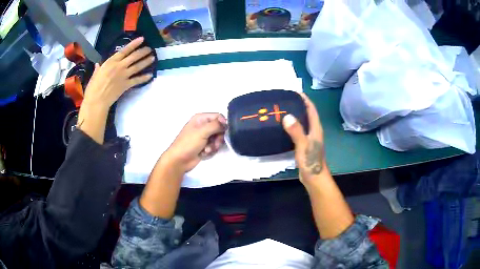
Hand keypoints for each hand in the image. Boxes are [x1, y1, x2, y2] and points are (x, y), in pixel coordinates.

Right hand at [82, 37, 154, 109]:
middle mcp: (120, 66)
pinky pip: (137, 80)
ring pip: (138, 66)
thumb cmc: (93, 87)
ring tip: (153, 58)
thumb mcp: (95, 74)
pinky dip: (144, 77)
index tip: (142, 39)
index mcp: (111, 61)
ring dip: (146, 61)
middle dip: (143, 51)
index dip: (134, 44)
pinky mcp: (126, 85)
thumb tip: (98, 64)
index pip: (125, 50)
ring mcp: (124, 75)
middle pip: (134, 56)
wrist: (97, 101)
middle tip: (150, 49)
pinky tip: (150, 75)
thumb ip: (99, 68)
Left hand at [162, 113, 226, 173]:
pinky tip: (204, 153)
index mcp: (201, 118)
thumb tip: (226, 124)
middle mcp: (203, 126)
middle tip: (215, 143)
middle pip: (220, 128)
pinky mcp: (205, 146)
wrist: (179, 160)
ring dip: (214, 145)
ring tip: (207, 150)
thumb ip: (215, 125)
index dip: (223, 124)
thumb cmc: (188, 143)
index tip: (223, 132)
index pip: (218, 117)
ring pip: (218, 138)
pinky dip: (210, 150)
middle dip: (219, 137)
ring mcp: (204, 136)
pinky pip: (214, 146)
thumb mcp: (202, 132)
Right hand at [282, 93, 326, 185]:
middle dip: (298, 105)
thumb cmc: (311, 161)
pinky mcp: (304, 145)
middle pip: (307, 114)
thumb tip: (287, 116)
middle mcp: (314, 131)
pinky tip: (283, 127)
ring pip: (302, 122)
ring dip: (295, 115)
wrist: (314, 178)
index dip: (305, 99)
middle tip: (284, 100)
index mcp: (316, 128)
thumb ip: (296, 131)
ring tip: (282, 110)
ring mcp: (309, 139)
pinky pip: (298, 131)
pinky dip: (292, 126)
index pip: (311, 109)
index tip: (295, 92)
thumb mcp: (303, 145)